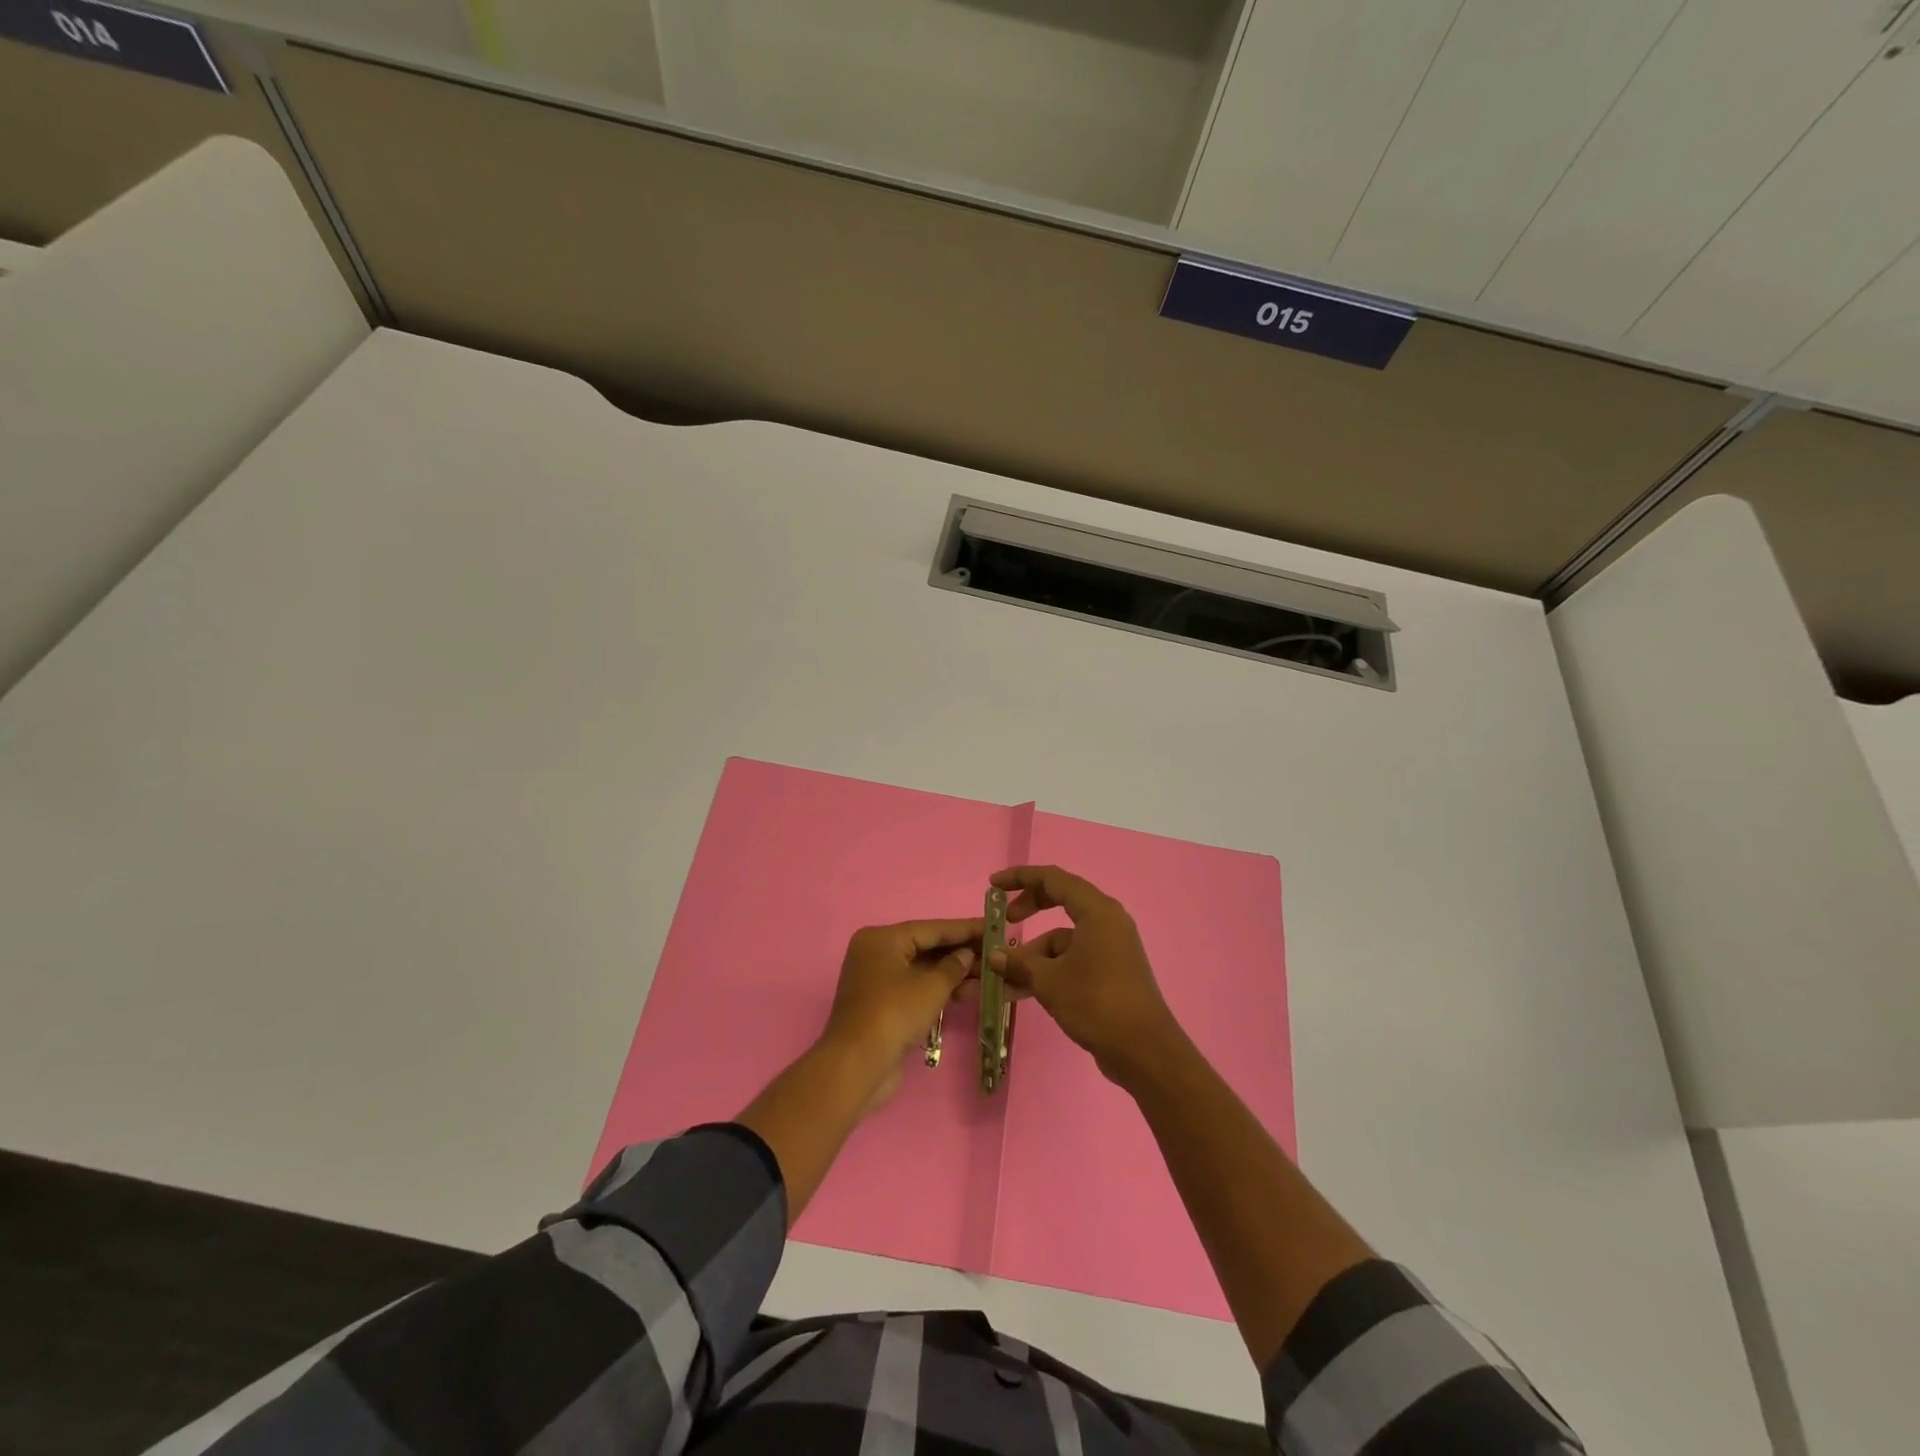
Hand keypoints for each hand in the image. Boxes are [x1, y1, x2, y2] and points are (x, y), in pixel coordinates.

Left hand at [822, 918, 980, 1112]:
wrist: (857, 1066)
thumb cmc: (893, 1015)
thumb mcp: (930, 988)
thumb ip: (953, 967)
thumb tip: (967, 955)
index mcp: (882, 939)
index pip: (931, 928)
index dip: (965, 929)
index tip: (992, 926)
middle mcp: (877, 953)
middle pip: (926, 947)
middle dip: (961, 952)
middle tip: (995, 951)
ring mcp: (878, 980)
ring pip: (923, 969)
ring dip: (954, 973)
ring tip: (989, 974)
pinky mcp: (883, 1004)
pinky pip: (916, 988)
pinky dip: (939, 989)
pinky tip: (968, 991)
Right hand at [990, 866, 1181, 1086]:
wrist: (1143, 1050)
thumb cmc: (1095, 1002)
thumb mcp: (1048, 980)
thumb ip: (1019, 962)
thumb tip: (995, 957)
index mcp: (1096, 910)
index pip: (1053, 878)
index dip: (1021, 878)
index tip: (994, 886)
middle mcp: (1107, 921)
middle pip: (1061, 901)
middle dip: (1029, 909)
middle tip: (1005, 921)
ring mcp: (1112, 946)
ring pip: (1065, 937)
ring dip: (1036, 952)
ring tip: (1007, 976)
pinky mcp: (1112, 971)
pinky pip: (1074, 957)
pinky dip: (1051, 968)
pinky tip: (1026, 991)